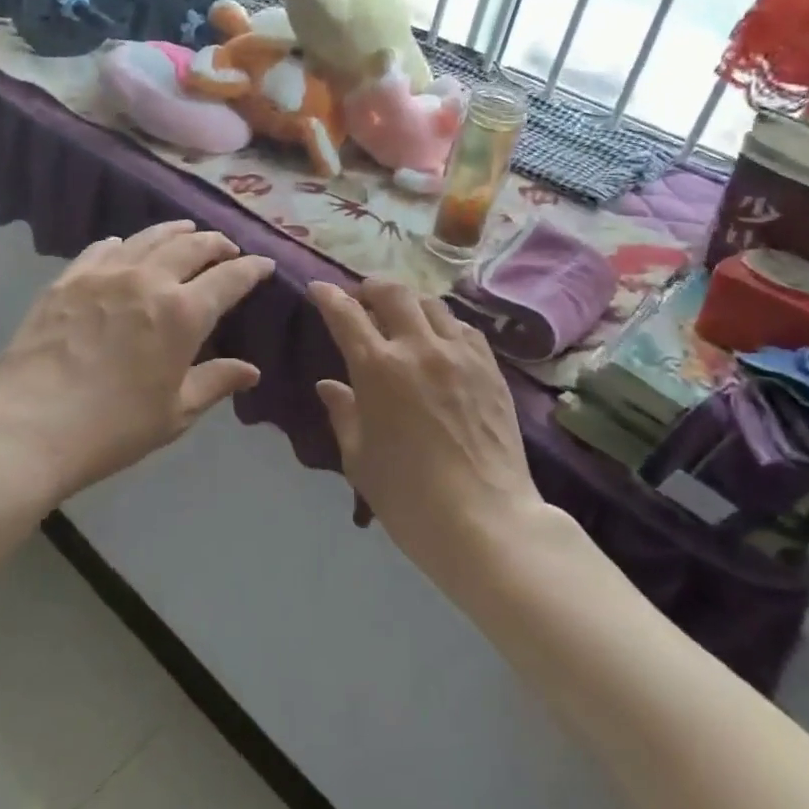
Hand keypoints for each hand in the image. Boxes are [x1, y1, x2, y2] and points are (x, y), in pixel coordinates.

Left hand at [0, 222, 274, 503]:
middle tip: (228, 247)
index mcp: (183, 312)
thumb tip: (251, 371)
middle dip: (216, 243)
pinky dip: (124, 243)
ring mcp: (105, 274)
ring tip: (187, 231)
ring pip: (148, 238)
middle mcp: (148, 280)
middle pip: (192, 246)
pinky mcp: (68, 279)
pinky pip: (103, 249)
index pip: (230, 278)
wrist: (28, 426)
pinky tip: (124, 246)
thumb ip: (215, 382)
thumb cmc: (112, 428)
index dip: (252, 268)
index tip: (264, 264)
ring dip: (175, 232)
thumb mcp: (174, 413)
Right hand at [309, 279, 541, 587]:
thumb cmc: (408, 497)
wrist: (485, 521)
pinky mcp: (490, 368)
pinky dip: (443, 324)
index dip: (328, 296)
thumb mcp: (359, 458)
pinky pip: (463, 328)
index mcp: (378, 368)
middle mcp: (419, 348)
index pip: (346, 314)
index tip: (318, 290)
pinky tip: (439, 341)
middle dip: (370, 287)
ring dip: (408, 302)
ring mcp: (460, 354)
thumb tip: (329, 385)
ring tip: (400, 317)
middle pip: (393, 292)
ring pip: (431, 303)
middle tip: (361, 299)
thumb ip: (343, 413)